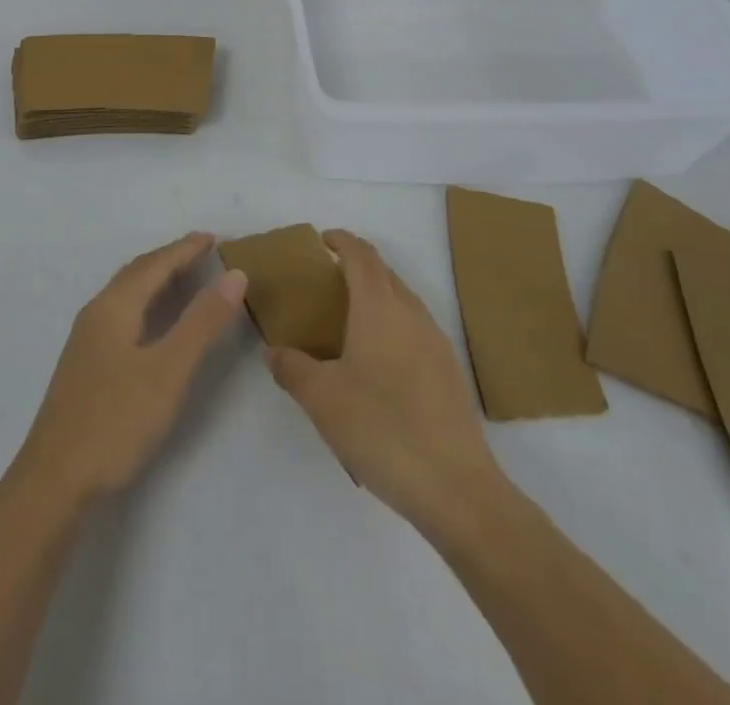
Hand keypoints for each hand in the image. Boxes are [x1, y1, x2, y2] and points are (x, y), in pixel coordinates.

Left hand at [14, 232, 246, 502]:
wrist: (53, 480)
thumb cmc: (115, 421)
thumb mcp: (168, 371)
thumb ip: (202, 322)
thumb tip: (234, 274)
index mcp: (114, 306)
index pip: (155, 264)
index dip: (185, 249)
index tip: (214, 237)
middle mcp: (97, 312)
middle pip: (137, 272)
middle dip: (170, 258)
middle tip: (202, 251)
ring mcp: (86, 339)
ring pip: (126, 292)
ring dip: (155, 278)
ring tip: (183, 277)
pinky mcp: (85, 363)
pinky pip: (120, 312)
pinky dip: (144, 301)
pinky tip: (152, 322)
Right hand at [267, 231, 514, 538]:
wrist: (457, 489)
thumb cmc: (382, 428)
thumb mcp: (322, 398)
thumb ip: (291, 368)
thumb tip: (273, 351)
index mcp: (380, 307)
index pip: (361, 255)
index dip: (341, 241)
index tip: (321, 241)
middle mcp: (412, 314)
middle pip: (384, 273)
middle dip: (356, 267)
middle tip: (325, 282)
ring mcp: (436, 343)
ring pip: (403, 301)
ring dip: (376, 296)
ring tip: (347, 320)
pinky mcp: (449, 373)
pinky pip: (415, 329)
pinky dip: (392, 325)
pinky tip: (377, 362)